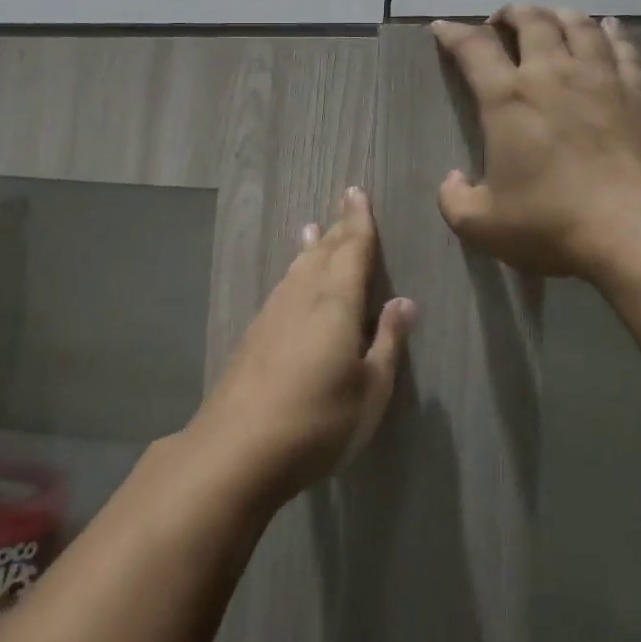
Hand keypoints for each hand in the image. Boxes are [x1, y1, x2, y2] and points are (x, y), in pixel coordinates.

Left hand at [189, 188, 413, 501]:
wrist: (237, 449)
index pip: (353, 251)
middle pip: (323, 254)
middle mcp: (301, 298)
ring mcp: (272, 315)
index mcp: (336, 304)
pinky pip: (282, 289)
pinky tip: (290, 281)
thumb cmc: (319, 421)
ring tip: (313, 230)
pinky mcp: (253, 336)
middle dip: (337, 228)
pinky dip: (292, 273)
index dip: (359, 222)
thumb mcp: (371, 390)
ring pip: (297, 269)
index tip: (357, 193)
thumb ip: (388, 343)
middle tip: (344, 202)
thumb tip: (403, 302)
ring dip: (310, 248)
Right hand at [432, 7, 640, 280]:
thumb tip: (453, 179)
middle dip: (511, 15)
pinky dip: (611, 32)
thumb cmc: (552, 223)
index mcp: (508, 99)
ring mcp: (602, 79)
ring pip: (579, 26)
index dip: (453, 33)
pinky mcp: (640, 93)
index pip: (474, 49)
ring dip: (558, 15)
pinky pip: (624, 48)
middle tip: (501, 22)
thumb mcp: (481, 224)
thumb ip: (454, 200)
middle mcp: (553, 75)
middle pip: (532, 22)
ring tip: (549, 18)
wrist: (637, 230)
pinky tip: (608, 28)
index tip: (442, 28)